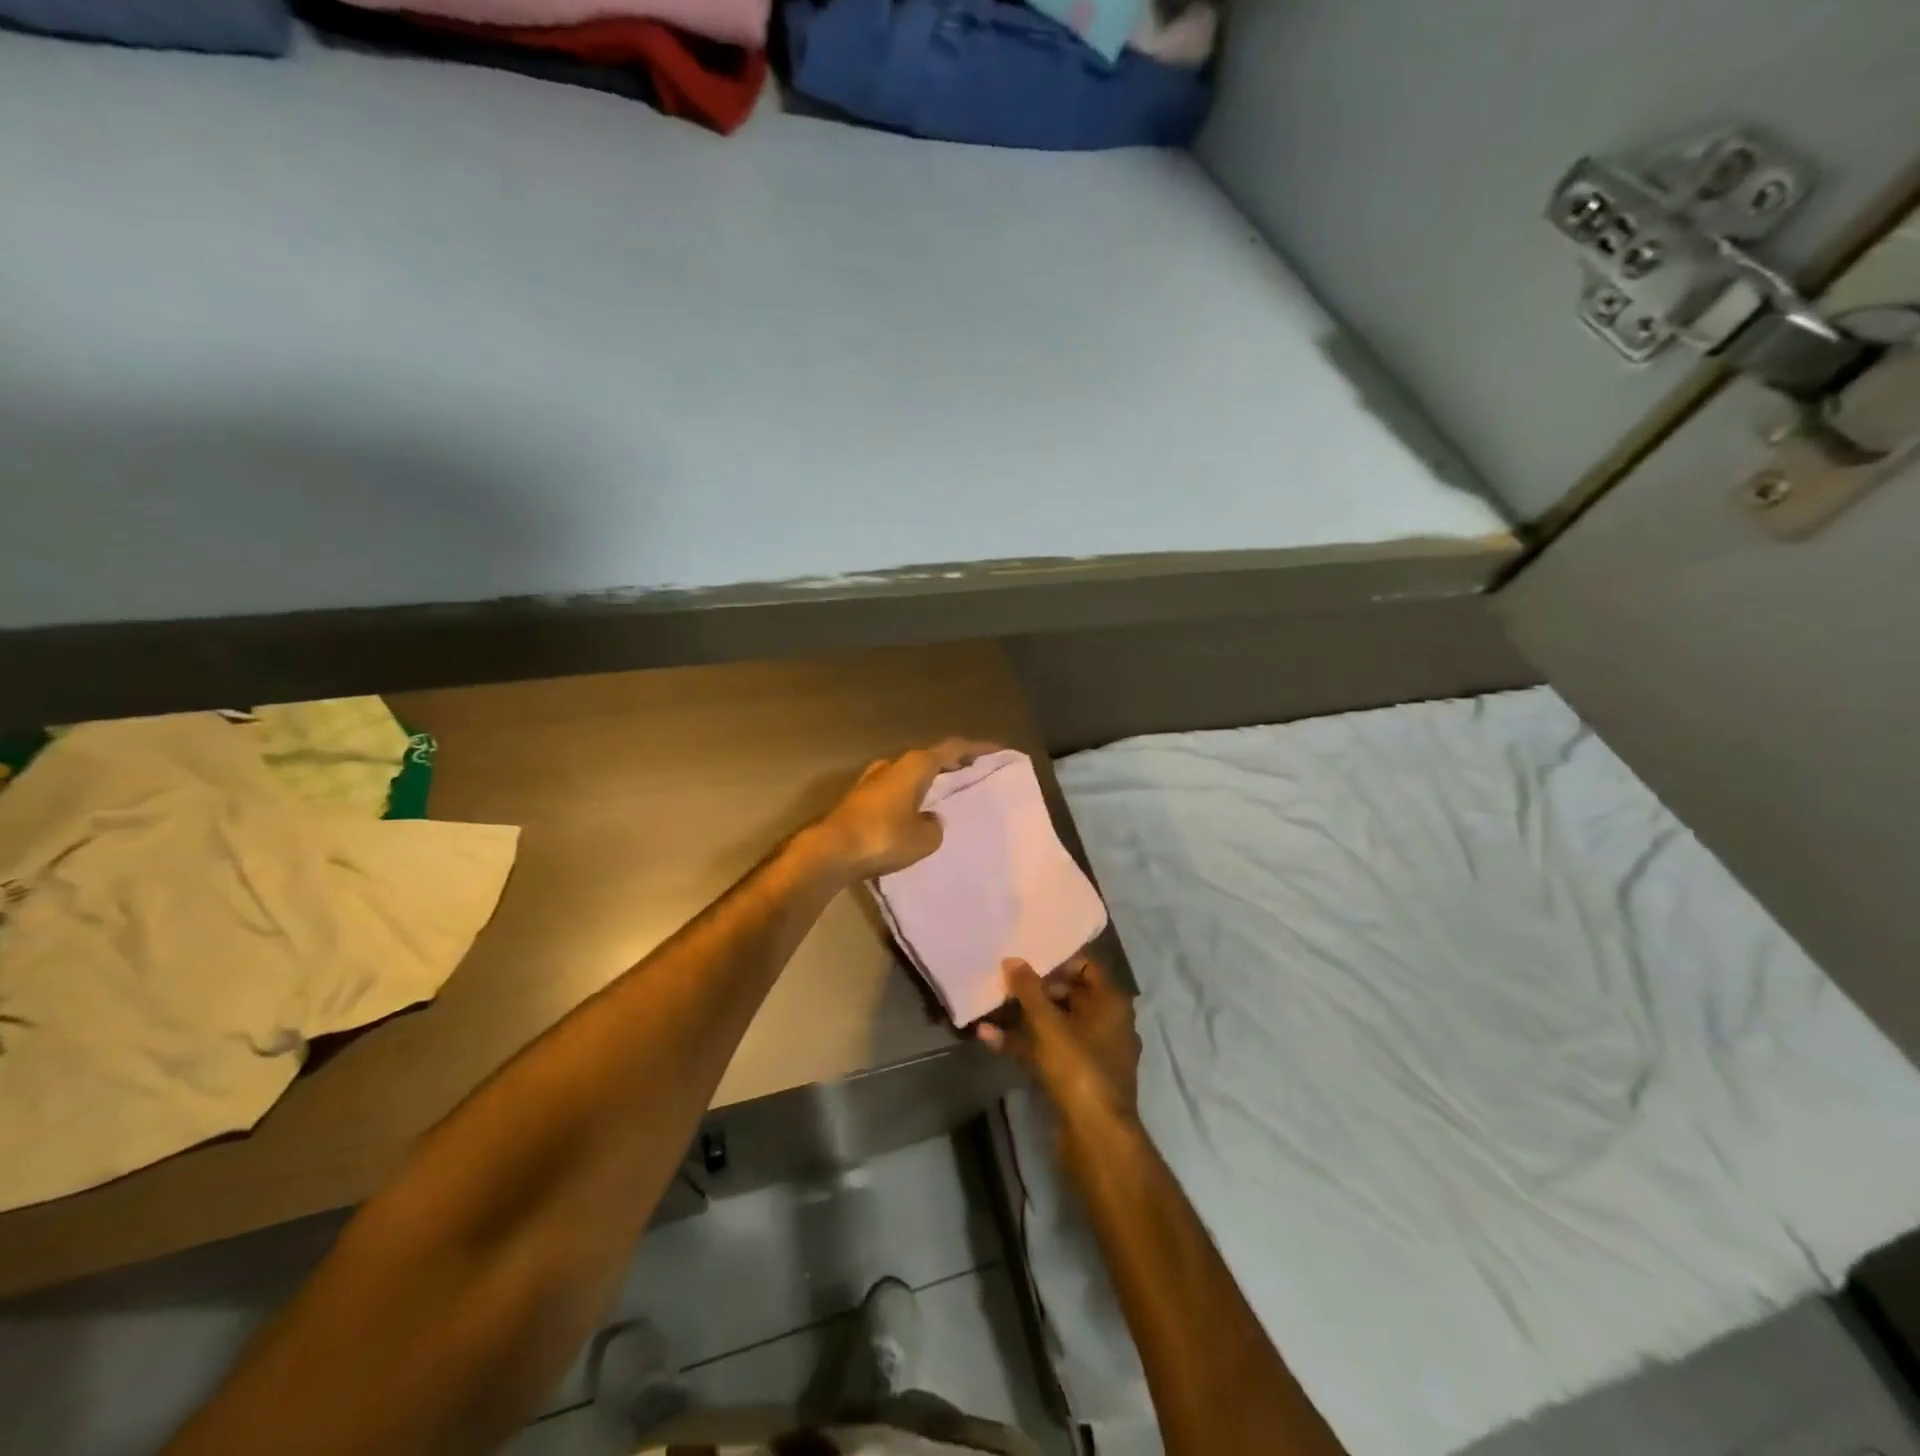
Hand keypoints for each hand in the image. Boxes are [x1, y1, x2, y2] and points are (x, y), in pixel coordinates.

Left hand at [814, 738, 998, 879]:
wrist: (832, 850)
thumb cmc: (884, 837)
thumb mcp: (924, 838)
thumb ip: (935, 826)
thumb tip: (930, 820)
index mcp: (916, 765)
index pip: (953, 748)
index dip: (977, 749)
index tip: (996, 751)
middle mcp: (894, 765)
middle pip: (930, 757)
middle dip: (952, 764)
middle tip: (973, 772)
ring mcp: (873, 780)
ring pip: (910, 773)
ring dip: (928, 779)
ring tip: (946, 792)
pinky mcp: (860, 798)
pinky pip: (895, 790)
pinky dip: (911, 794)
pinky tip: (916, 810)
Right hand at [980, 955, 1139, 1125]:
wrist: (1096, 1136)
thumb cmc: (1078, 1067)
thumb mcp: (1048, 1023)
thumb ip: (1028, 989)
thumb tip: (1013, 959)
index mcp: (1111, 1003)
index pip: (1087, 966)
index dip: (1057, 962)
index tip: (1026, 964)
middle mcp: (1108, 1023)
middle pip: (1070, 995)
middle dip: (1035, 991)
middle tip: (1005, 986)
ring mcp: (1094, 1053)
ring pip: (1057, 1026)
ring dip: (1025, 1018)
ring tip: (991, 1009)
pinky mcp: (1078, 1079)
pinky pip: (1050, 1051)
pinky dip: (1025, 1044)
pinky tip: (991, 1039)